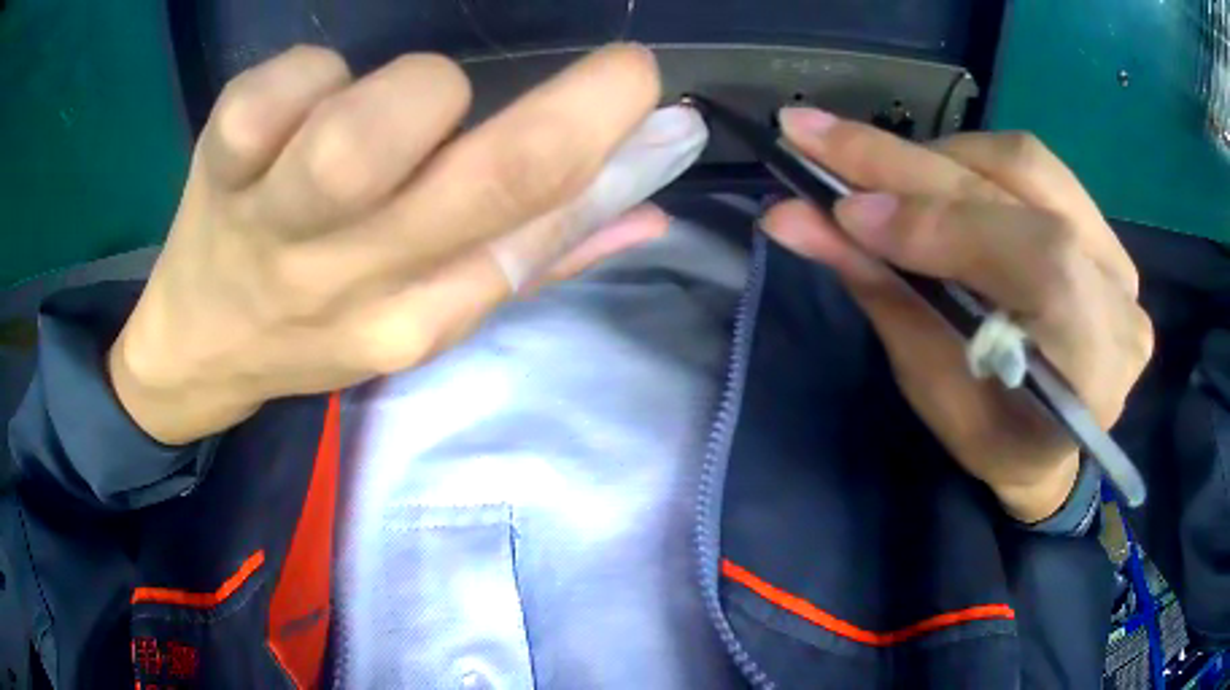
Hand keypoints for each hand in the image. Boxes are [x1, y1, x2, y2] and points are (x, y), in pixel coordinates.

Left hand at [110, 44, 704, 444]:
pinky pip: (270, 96)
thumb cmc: (312, 328)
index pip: (536, 228)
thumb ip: (535, 258)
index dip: (608, 145)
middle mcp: (353, 278)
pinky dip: (305, 74)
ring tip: (405, 101)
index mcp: (417, 318)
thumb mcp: (423, 317)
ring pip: (362, 134)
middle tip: (615, 70)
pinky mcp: (217, 169)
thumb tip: (650, 212)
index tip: (644, 90)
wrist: (199, 348)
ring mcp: (274, 224)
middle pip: (487, 178)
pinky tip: (304, 97)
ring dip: (417, 92)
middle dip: (577, 109)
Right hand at [761, 109, 1152, 521]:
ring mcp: (1117, 255)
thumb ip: (882, 291)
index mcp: (1093, 371)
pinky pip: (1032, 166)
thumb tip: (794, 218)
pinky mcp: (1101, 228)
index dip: (944, 225)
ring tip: (874, 171)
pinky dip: (966, 160)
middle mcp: (1118, 300)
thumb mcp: (932, 384)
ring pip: (1024, 162)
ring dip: (936, 157)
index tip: (845, 212)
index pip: (1040, 266)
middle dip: (907, 163)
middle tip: (812, 134)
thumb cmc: (990, 436)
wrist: (1049, 440)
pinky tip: (929, 178)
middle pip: (1022, 194)